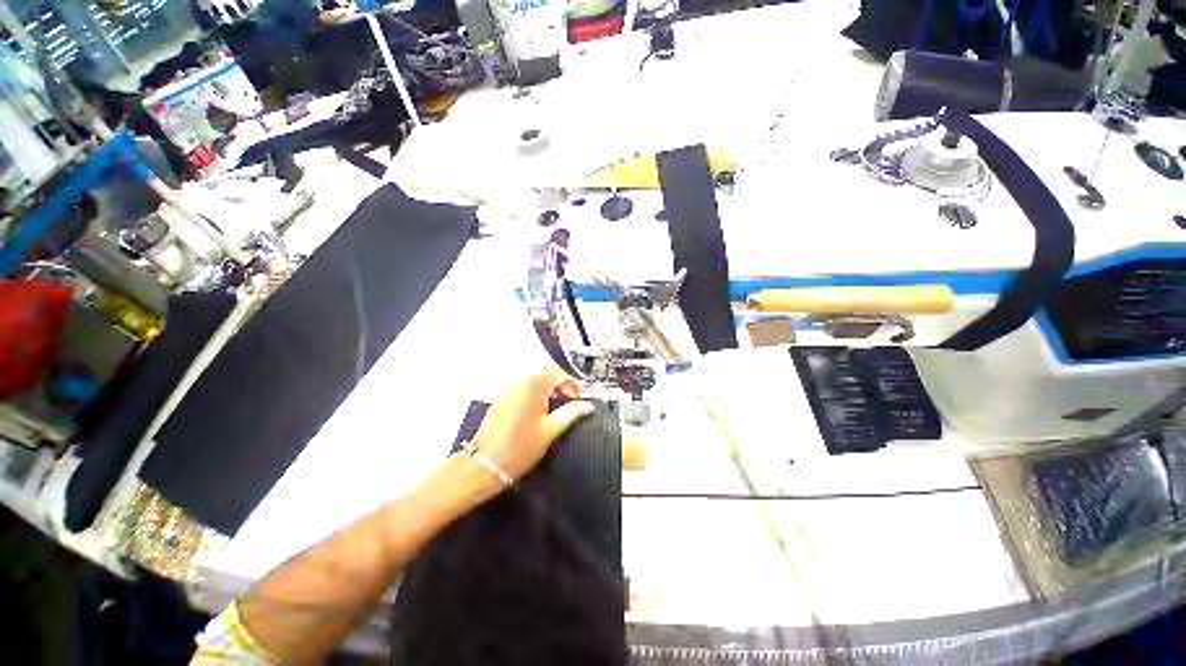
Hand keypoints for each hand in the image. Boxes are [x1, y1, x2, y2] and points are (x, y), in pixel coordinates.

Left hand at [471, 365, 594, 482]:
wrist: (486, 464)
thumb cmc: (519, 448)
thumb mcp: (551, 430)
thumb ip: (572, 413)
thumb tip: (588, 405)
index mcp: (533, 384)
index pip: (560, 372)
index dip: (575, 383)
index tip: (583, 397)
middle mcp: (520, 378)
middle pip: (549, 372)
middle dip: (564, 384)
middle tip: (575, 400)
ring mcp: (510, 385)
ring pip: (538, 377)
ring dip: (552, 387)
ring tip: (562, 404)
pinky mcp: (504, 393)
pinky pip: (526, 384)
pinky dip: (539, 390)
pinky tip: (545, 406)